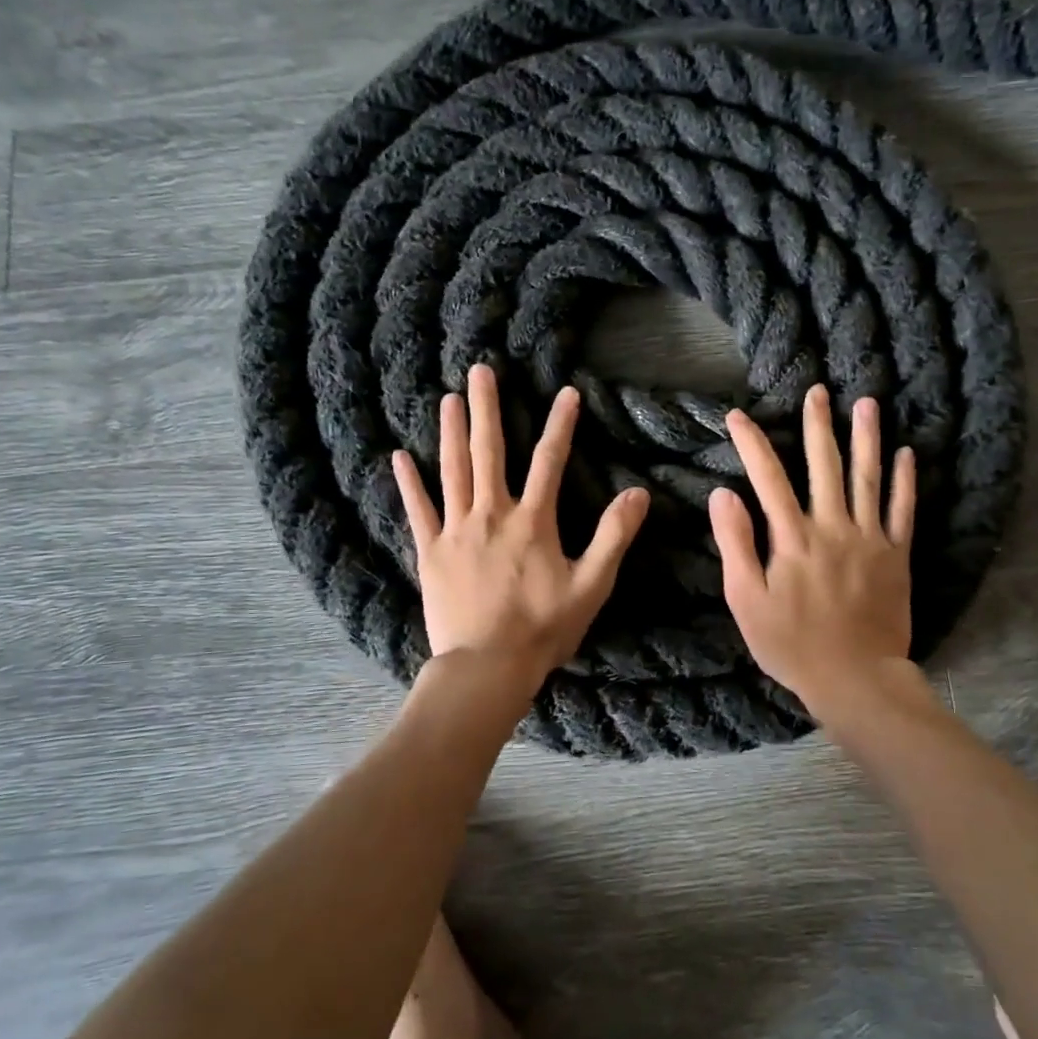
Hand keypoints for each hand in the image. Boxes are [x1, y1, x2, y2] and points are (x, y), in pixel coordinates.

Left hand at [393, 364, 650, 697]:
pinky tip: (399, 457)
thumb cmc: (543, 628)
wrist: (486, 667)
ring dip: (451, 432)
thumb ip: (614, 537)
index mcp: (532, 522)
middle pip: (489, 452)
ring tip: (449, 398)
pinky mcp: (431, 552)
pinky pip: (418, 510)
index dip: (561, 425)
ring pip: (453, 471)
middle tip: (480, 371)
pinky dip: (409, 483)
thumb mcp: (591, 585)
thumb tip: (638, 493)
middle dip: (487, 409)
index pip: (549, 462)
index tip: (567, 393)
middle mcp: (491, 515)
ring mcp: (456, 531)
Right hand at [709, 384, 916, 717]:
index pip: (768, 478)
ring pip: (867, 478)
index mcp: (792, 538)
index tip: (738, 416)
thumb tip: (724, 495)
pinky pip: (903, 511)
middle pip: (823, 466)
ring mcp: (869, 539)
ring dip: (866, 438)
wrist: (855, 677)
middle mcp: (832, 527)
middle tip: (817, 391)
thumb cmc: (791, 644)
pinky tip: (907, 454)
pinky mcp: (896, 556)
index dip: (752, 443)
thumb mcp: (747, 601)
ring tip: (867, 403)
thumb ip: (736, 545)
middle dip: (817, 425)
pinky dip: (905, 481)